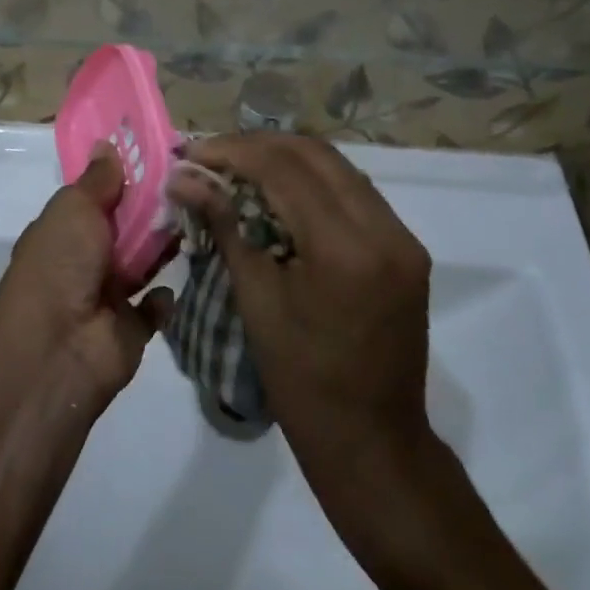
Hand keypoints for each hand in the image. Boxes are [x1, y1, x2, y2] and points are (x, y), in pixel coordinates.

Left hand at [0, 147, 173, 406]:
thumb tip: (107, 144)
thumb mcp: (73, 209)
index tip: (163, 156)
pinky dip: (165, 297)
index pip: (100, 197)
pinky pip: (155, 307)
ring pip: (144, 262)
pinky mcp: (131, 330)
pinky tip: (174, 281)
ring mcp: (108, 297)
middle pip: (126, 227)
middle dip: (154, 209)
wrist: (55, 352)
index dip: (127, 178)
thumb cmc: (59, 266)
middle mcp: (85, 260)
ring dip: (164, 246)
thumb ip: (98, 180)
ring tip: (197, 219)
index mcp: (65, 230)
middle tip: (193, 184)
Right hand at [170, 134, 431, 480]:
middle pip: (316, 154)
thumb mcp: (256, 301)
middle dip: (259, 145)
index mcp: (346, 248)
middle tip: (213, 154)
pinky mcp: (406, 248)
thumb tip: (183, 177)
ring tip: (239, 166)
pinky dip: (314, 182)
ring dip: (287, 159)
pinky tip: (280, 191)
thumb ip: (225, 226)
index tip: (193, 151)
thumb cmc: (303, 383)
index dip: (234, 151)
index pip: (285, 168)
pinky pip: (354, 193)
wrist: (374, 444)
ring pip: (338, 168)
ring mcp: (403, 237)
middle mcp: (385, 229)